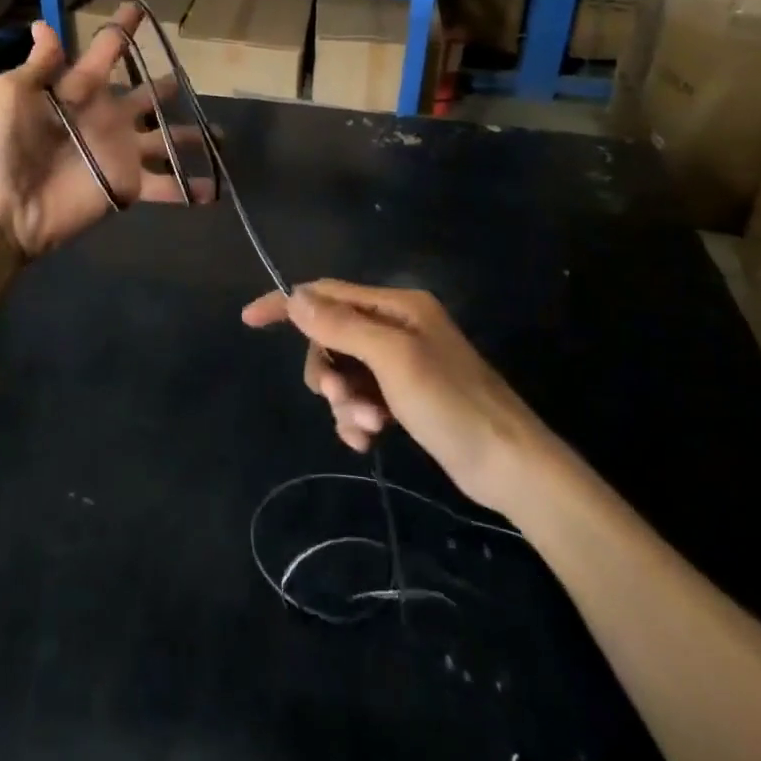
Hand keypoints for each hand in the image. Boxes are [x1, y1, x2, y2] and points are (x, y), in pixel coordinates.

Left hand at [0, 5, 213, 259]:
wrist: (2, 208)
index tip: (140, 7)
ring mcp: (121, 153)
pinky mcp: (128, 186)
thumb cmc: (0, 145)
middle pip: (146, 96)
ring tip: (218, 136)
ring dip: (190, 138)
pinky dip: (189, 189)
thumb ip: (39, 65)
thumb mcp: (10, 94)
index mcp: (81, 90)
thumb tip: (44, 24)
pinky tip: (214, 189)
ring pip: (166, 139)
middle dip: (166, 87)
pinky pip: (166, 186)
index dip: (123, 29)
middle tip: (187, 79)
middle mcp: (108, 117)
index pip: (107, 51)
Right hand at [242, 281, 554, 513]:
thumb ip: (341, 325)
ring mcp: (402, 362)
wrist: (511, 467)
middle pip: (332, 336)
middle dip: (327, 368)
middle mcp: (396, 326)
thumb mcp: (392, 359)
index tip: (249, 319)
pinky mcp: (405, 397)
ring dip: (344, 400)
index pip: (327, 293)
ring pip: (345, 370)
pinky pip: (361, 397)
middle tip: (337, 398)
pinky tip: (367, 441)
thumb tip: (294, 296)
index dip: (287, 303)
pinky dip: (356, 417)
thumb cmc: (452, 402)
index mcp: (396, 305)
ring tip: (365, 428)